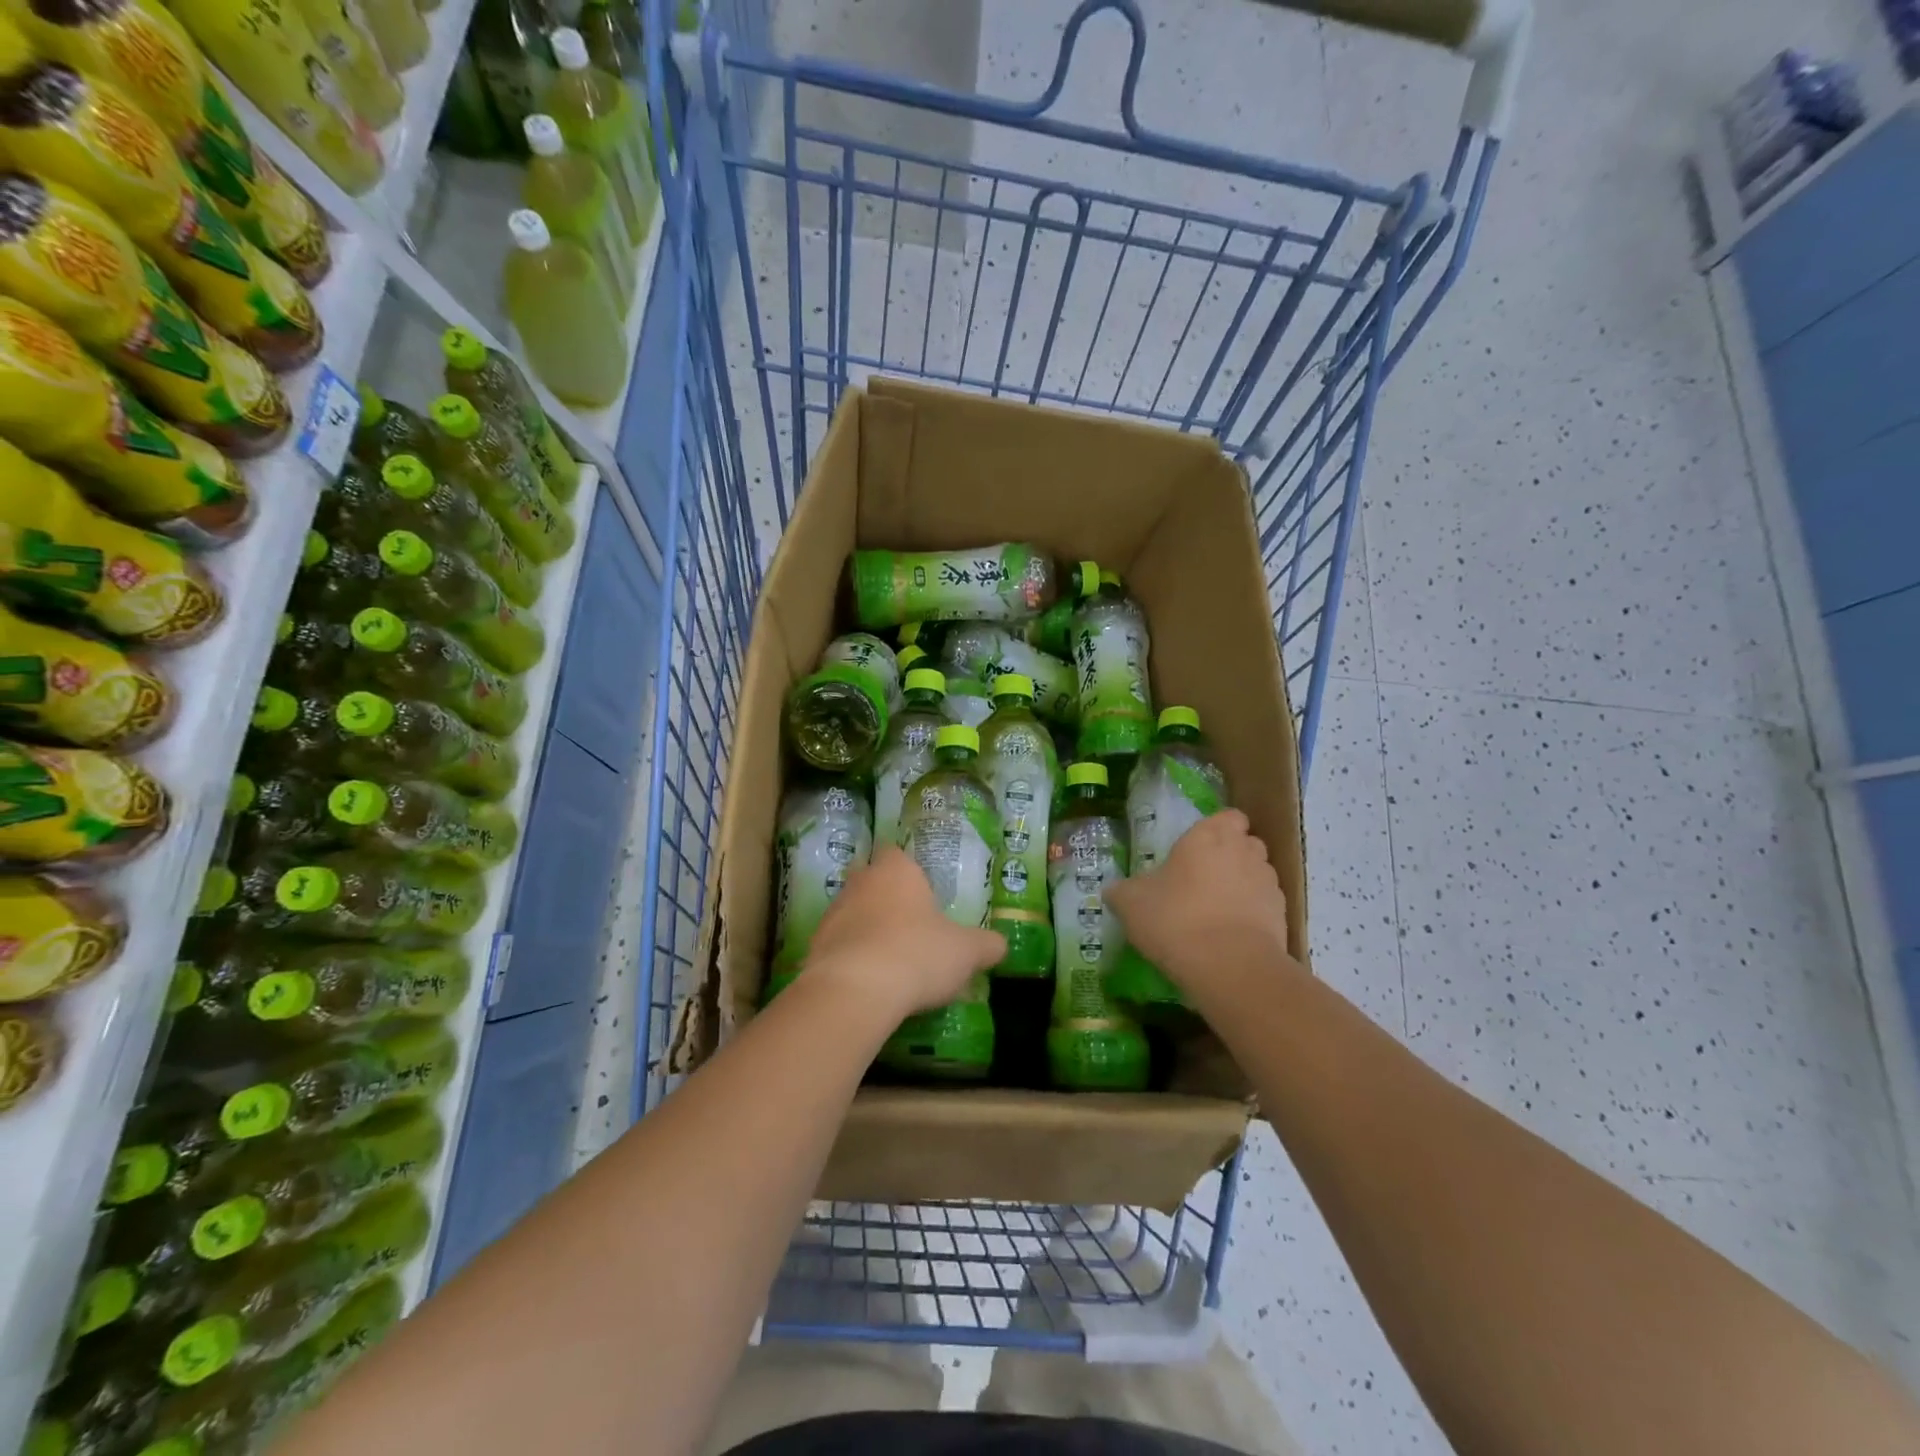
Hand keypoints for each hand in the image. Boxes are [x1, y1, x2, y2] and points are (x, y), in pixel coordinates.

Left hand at [803, 845, 1005, 1021]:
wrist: (855, 990)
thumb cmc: (917, 954)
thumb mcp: (965, 952)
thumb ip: (986, 945)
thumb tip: (999, 945)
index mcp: (896, 870)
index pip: (897, 854)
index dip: (909, 872)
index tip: (923, 896)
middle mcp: (860, 882)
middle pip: (872, 882)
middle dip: (887, 900)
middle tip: (911, 928)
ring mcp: (832, 913)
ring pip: (853, 913)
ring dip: (867, 930)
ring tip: (891, 961)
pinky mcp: (814, 946)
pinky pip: (838, 946)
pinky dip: (852, 958)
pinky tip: (869, 983)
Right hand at [1105, 810, 1292, 995]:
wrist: (1229, 966)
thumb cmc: (1175, 918)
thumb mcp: (1131, 904)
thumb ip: (1123, 891)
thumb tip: (1114, 891)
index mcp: (1209, 836)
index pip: (1228, 816)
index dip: (1217, 829)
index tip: (1198, 848)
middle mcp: (1244, 851)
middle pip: (1245, 843)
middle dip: (1231, 856)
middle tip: (1203, 879)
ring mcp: (1268, 883)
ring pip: (1258, 874)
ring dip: (1243, 885)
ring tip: (1218, 911)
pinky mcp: (1282, 916)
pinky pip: (1266, 906)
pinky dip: (1253, 914)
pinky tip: (1231, 935)